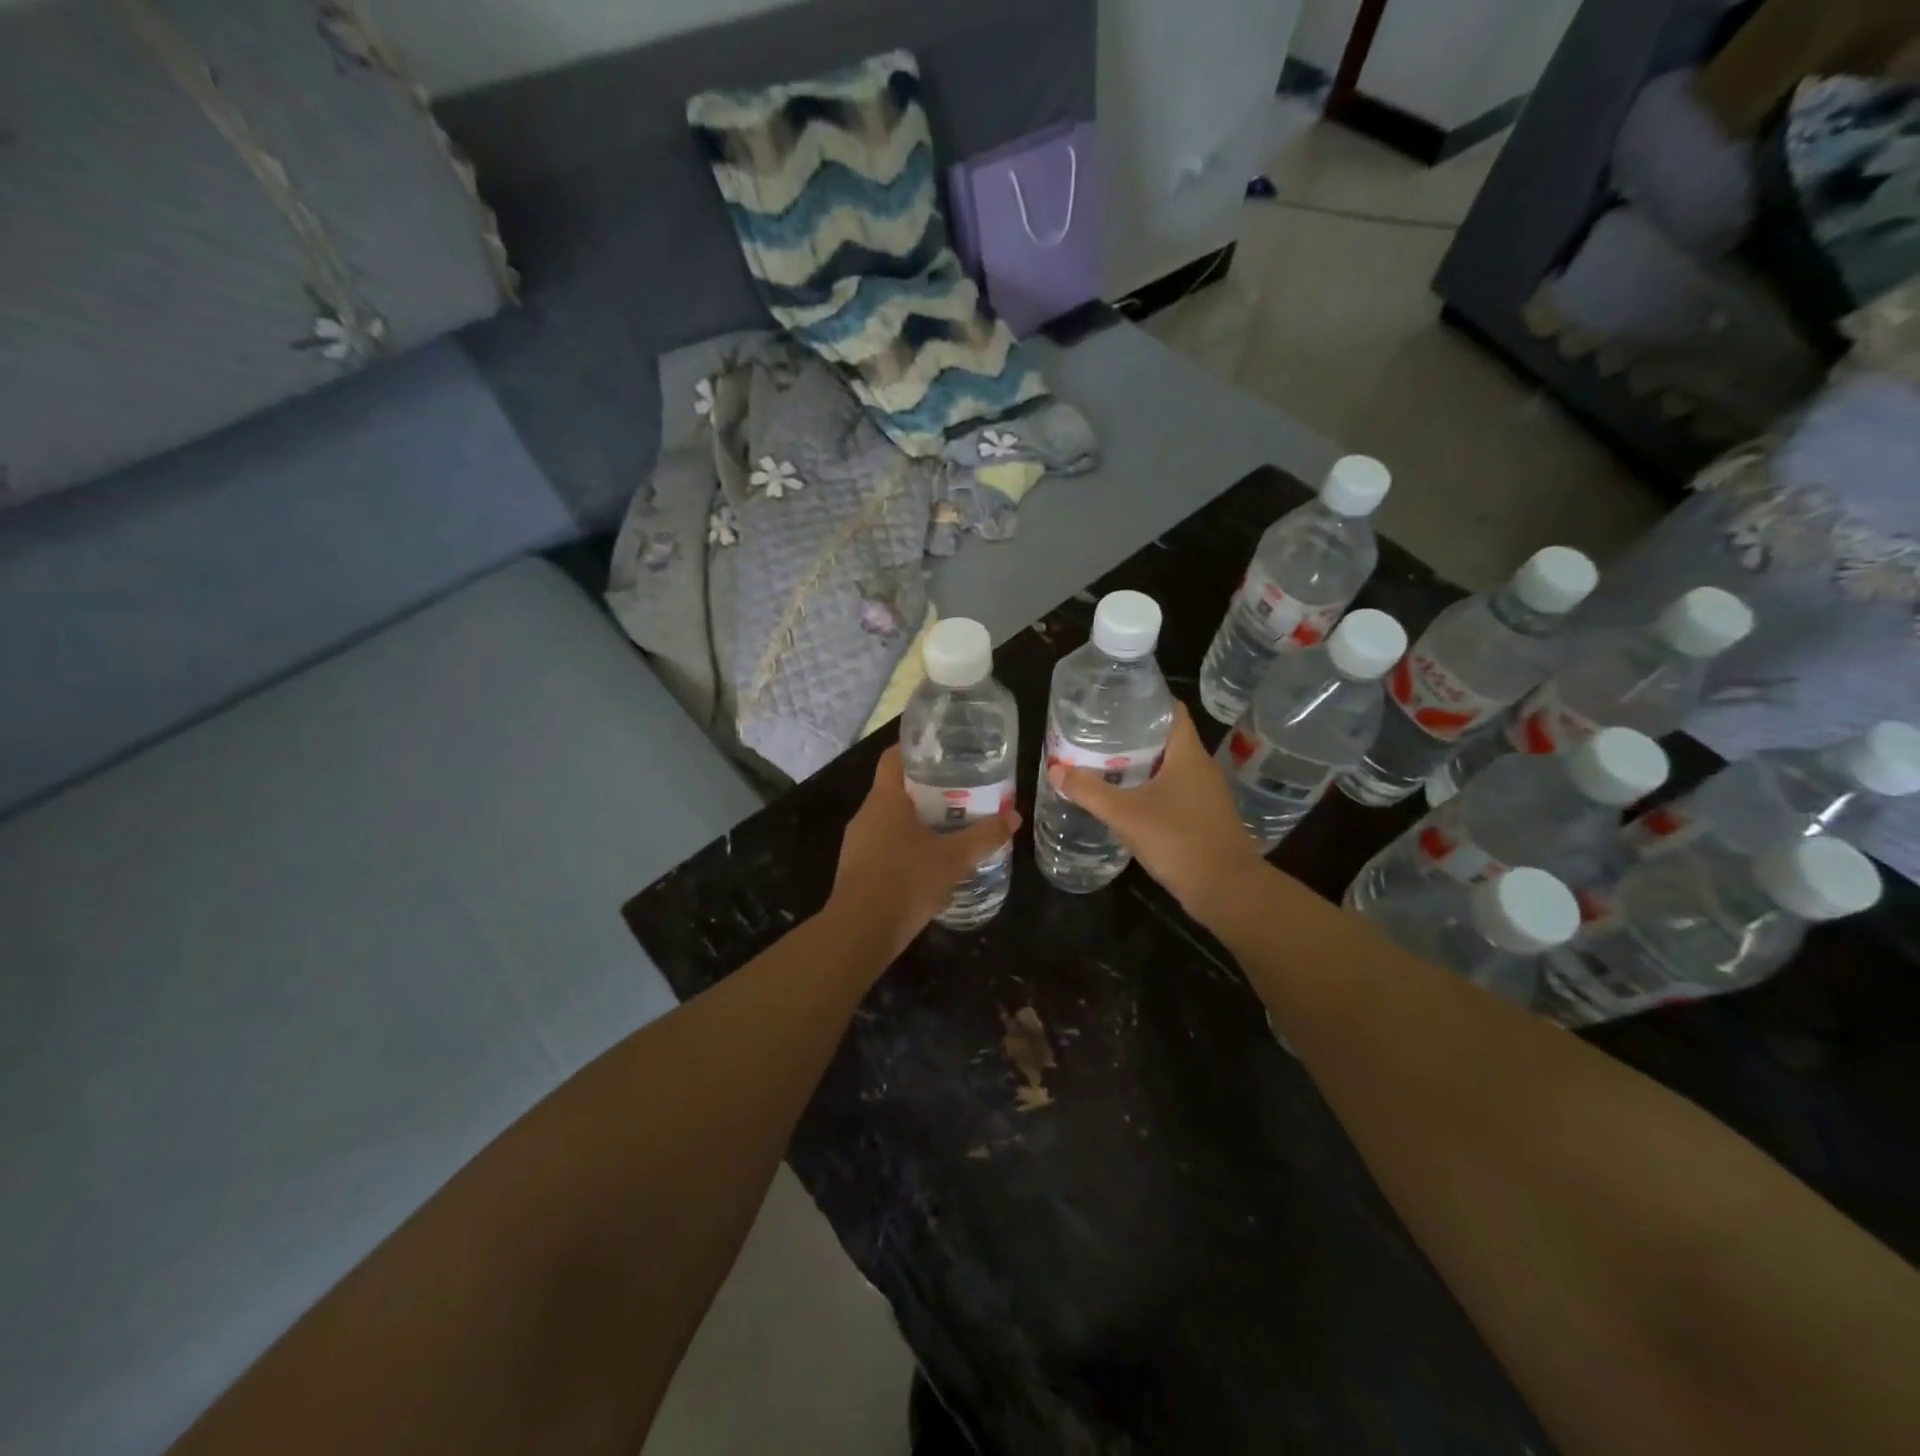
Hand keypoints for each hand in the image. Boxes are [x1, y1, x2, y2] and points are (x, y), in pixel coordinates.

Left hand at [827, 745, 1019, 958]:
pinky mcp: (856, 868)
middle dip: (925, 789)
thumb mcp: (954, 859)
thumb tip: (1014, 817)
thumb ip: (984, 836)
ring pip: (889, 819)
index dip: (915, 749)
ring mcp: (857, 843)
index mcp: (885, 799)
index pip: (893, 757)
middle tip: (959, 791)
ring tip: (949, 825)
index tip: (942, 751)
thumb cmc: (906, 882)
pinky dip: (904, 845)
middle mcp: (866, 814)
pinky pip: (883, 845)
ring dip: (915, 820)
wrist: (860, 932)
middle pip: (894, 788)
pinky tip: (927, 861)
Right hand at [1047, 704, 1265, 924]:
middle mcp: (1201, 768)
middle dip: (1133, 735)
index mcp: (1188, 754)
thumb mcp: (1125, 814)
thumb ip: (1089, 791)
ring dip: (1140, 764)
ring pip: (1169, 767)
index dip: (1145, 700)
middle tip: (1097, 733)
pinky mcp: (1203, 817)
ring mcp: (1205, 794)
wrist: (1226, 890)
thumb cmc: (1178, 840)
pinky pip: (1173, 792)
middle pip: (1166, 738)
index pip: (1171, 710)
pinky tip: (1126, 799)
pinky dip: (1150, 789)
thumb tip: (1055, 771)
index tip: (1114, 702)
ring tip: (1105, 763)